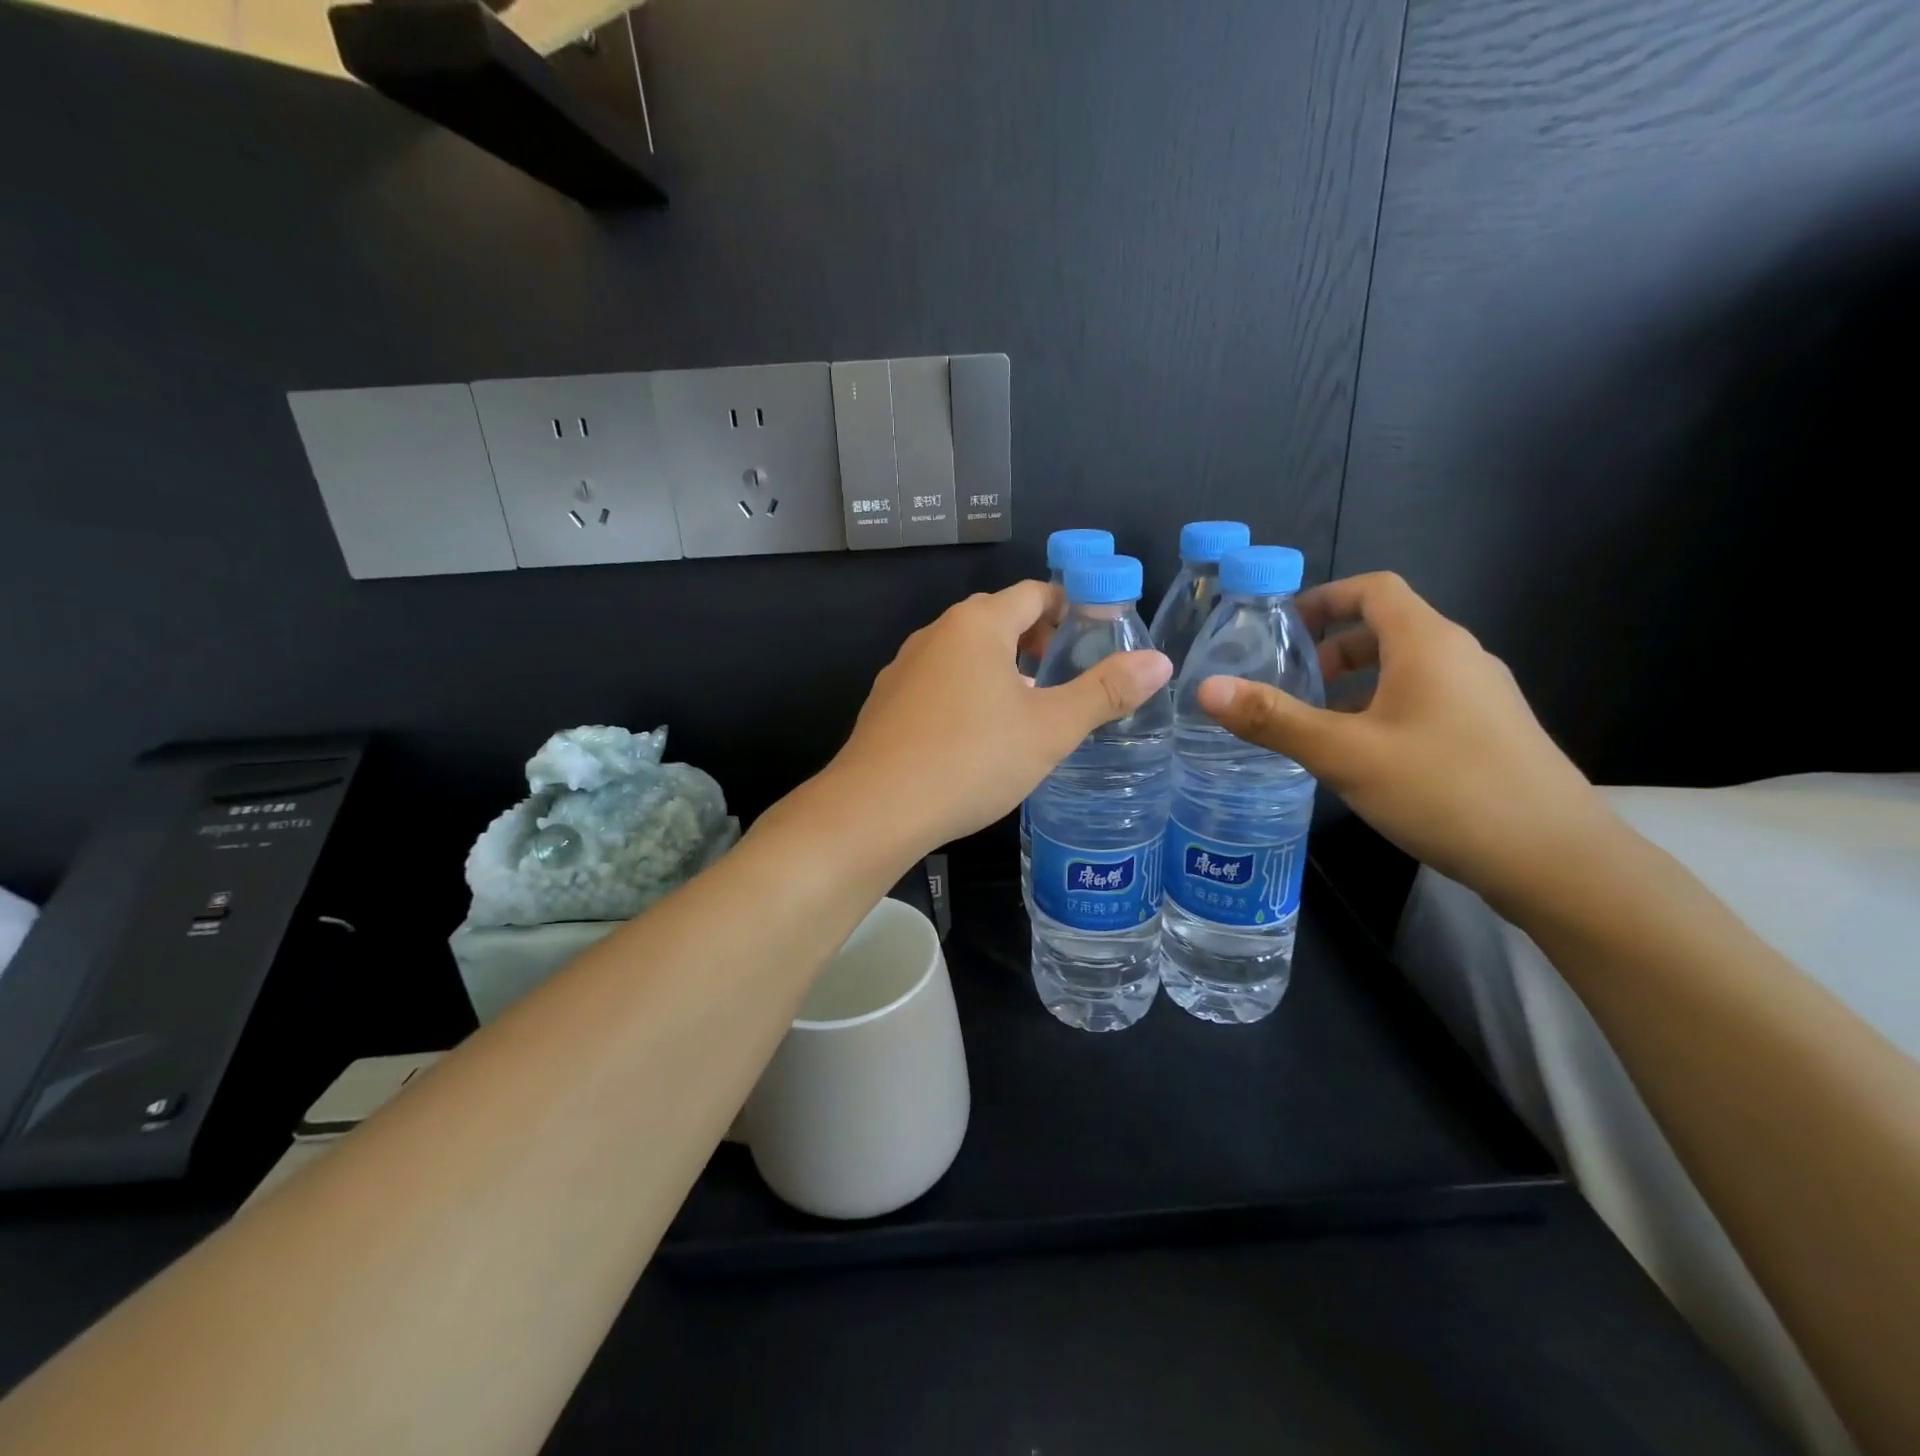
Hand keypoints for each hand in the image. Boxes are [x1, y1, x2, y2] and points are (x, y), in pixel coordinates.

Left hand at [830, 582, 1172, 850]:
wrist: (875, 808)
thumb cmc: (971, 759)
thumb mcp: (1049, 729)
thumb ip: (1105, 692)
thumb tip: (1160, 662)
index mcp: (978, 623)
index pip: (1035, 593)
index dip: (1071, 608)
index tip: (1096, 637)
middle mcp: (936, 633)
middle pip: (998, 619)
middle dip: (1037, 641)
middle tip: (1067, 678)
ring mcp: (904, 667)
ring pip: (965, 653)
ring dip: (1001, 669)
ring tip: (1028, 710)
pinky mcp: (886, 702)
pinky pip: (938, 682)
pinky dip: (966, 693)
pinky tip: (976, 737)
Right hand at [1196, 572, 1616, 910]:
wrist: (1556, 859)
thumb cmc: (1444, 789)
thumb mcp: (1343, 754)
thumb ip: (1273, 719)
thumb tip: (1206, 689)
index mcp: (1428, 643)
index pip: (1374, 589)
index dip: (1324, 598)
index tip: (1280, 628)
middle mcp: (1461, 657)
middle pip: (1389, 628)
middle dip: (1332, 647)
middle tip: (1291, 683)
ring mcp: (1483, 695)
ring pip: (1407, 668)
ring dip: (1357, 683)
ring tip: (1318, 723)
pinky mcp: (1492, 732)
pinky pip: (1426, 699)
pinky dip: (1384, 708)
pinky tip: (1366, 757)